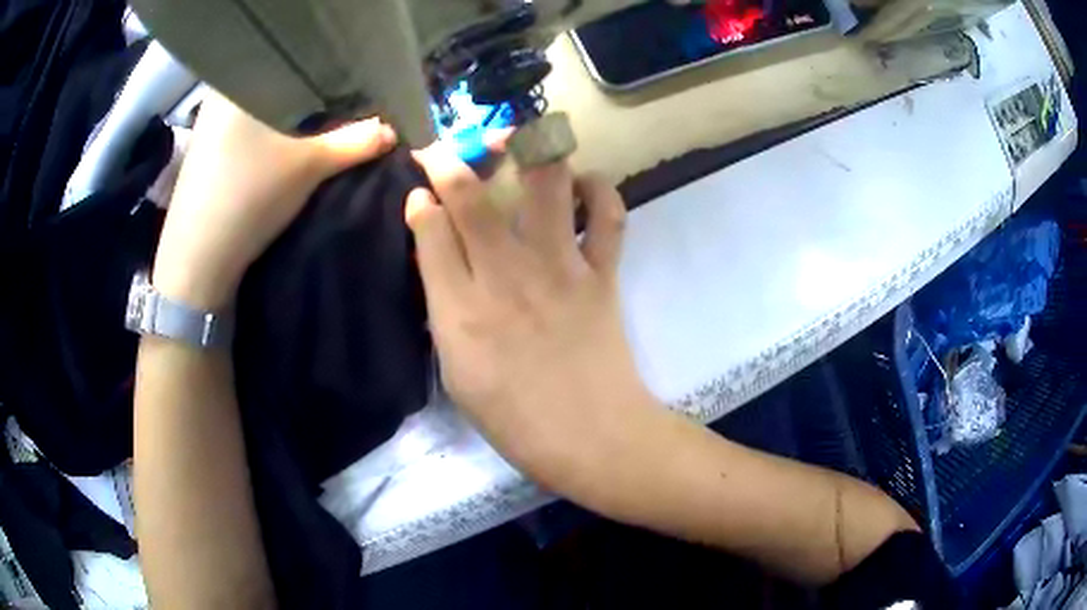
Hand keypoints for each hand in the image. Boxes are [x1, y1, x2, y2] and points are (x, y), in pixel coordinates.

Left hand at [153, 92, 397, 308]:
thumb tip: (391, 130)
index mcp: (238, 82)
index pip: (292, 61)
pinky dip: (269, 134)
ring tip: (318, 124)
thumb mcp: (308, 167)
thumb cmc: (248, 198)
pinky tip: (284, 145)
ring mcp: (207, 127)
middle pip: (276, 84)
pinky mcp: (205, 153)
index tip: (352, 83)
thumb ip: (353, 143)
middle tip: (341, 105)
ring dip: (288, 118)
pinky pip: (246, 129)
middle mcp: (218, 97)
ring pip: (261, 108)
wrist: (197, 262)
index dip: (325, 71)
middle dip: (309, 97)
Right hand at [408, 143, 655, 487]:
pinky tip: (584, 186)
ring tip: (519, 143)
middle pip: (472, 197)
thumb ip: (444, 313)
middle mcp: (505, 276)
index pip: (430, 231)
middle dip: (451, 160)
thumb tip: (439, 262)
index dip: (421, 201)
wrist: (591, 438)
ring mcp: (559, 269)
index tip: (419, 189)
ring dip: (529, 153)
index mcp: (460, 311)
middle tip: (446, 150)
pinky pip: (608, 216)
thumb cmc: (515, 419)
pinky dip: (599, 191)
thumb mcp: (458, 374)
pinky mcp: (602, 274)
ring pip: (543, 186)